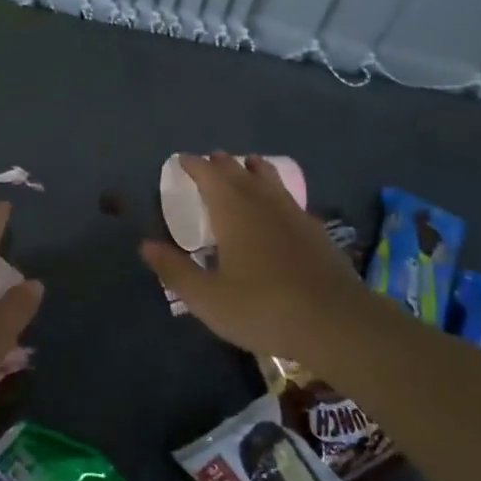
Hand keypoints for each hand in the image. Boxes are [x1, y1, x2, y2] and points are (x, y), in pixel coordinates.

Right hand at [141, 153, 364, 361]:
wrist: (335, 322)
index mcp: (234, 213)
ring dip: (255, 170)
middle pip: (241, 174)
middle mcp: (264, 205)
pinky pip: (290, 199)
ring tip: (250, 163)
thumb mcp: (207, 298)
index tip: (183, 158)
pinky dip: (277, 191)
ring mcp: (294, 216)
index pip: (210, 177)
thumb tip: (145, 246)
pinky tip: (281, 205)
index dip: (195, 166)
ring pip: (271, 181)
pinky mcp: (316, 233)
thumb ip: (175, 270)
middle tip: (212, 158)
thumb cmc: (262, 308)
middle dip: (223, 164)